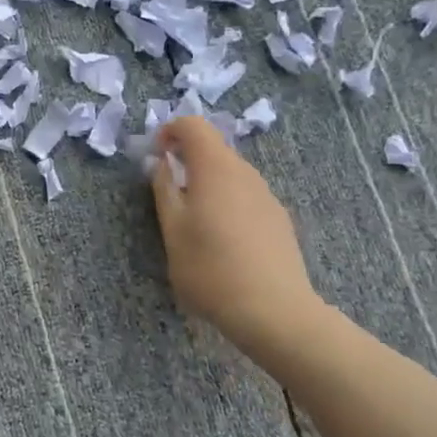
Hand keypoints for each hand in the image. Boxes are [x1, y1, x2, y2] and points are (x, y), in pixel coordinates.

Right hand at [149, 116, 322, 346]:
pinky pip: (246, 196)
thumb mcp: (172, 231)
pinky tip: (223, 241)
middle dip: (188, 160)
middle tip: (168, 192)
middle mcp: (245, 173)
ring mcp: (267, 196)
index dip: (170, 131)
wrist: (273, 311)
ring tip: (194, 221)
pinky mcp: (279, 219)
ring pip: (232, 174)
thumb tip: (162, 164)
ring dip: (208, 183)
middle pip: (214, 149)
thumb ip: (164, 190)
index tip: (156, 156)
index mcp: (215, 169)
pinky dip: (227, 202)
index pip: (194, 125)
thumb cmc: (210, 269)